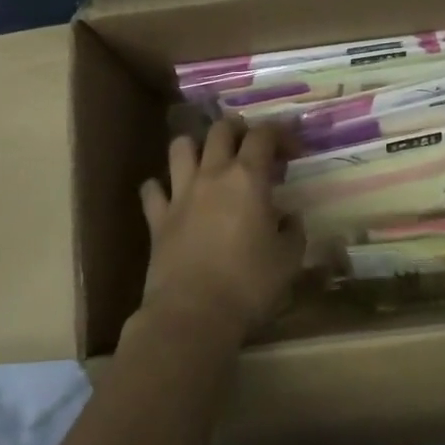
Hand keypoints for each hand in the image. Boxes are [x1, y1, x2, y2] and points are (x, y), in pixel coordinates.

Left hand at [137, 119, 305, 343]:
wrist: (193, 314)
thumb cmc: (249, 284)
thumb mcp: (289, 259)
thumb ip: (293, 230)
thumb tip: (289, 218)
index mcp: (248, 178)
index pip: (264, 135)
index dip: (281, 134)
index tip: (292, 152)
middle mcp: (212, 175)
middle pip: (220, 130)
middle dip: (238, 130)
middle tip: (251, 148)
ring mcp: (180, 194)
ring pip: (180, 147)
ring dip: (195, 147)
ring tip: (208, 162)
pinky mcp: (156, 218)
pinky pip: (152, 189)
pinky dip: (161, 187)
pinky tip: (172, 197)